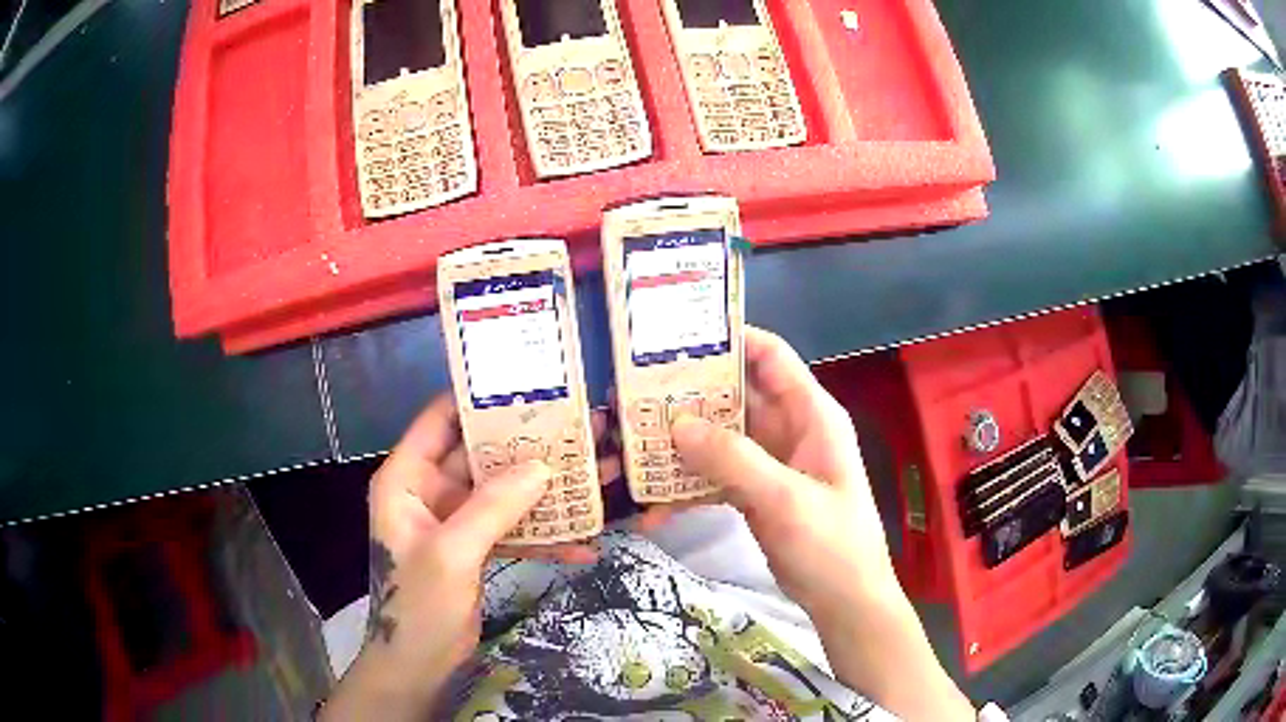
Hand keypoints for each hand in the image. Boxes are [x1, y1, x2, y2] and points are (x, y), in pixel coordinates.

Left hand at [322, 395, 615, 719]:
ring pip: (503, 492)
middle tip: (582, 429)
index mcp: (406, 478)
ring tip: (598, 474)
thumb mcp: (452, 553)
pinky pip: (512, 529)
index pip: (441, 420)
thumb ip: (493, 506)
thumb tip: (543, 466)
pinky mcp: (477, 548)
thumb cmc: (419, 606)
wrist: (419, 667)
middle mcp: (429, 491)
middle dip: (530, 446)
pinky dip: (544, 534)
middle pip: (482, 455)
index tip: (532, 386)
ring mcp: (456, 521)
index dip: (480, 400)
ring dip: (546, 490)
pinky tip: (585, 542)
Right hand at [670, 327, 972, 719]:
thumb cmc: (830, 544)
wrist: (844, 600)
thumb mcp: (785, 498)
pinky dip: (689, 488)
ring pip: (720, 437)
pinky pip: (717, 476)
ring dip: (682, 444)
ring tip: (633, 447)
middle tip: (634, 395)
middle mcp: (789, 429)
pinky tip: (655, 510)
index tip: (675, 339)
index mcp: (811, 414)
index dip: (729, 340)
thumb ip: (734, 459)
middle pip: (736, 395)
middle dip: (690, 395)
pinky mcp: (756, 492)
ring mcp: (770, 462)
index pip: (770, 356)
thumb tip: (677, 425)